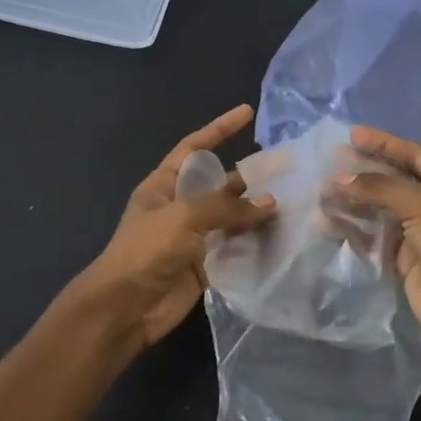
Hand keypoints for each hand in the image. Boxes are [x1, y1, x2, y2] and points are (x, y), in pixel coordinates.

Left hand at [67, 106, 275, 357]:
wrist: (126, 308)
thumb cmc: (146, 251)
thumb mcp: (183, 217)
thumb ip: (227, 207)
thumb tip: (269, 203)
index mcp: (164, 186)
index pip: (194, 148)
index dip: (218, 129)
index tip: (246, 113)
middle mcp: (180, 208)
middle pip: (220, 184)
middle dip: (250, 178)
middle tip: (288, 169)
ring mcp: (194, 238)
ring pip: (232, 218)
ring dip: (257, 212)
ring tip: (295, 203)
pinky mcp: (207, 265)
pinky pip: (236, 248)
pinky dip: (256, 243)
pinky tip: (283, 237)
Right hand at [334, 127, 420, 359]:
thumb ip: (380, 187)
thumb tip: (339, 177)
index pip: (414, 155)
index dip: (384, 144)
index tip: (351, 134)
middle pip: (393, 181)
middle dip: (362, 172)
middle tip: (329, 163)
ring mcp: (418, 234)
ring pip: (378, 210)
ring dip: (351, 201)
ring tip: (319, 193)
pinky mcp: (402, 260)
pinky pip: (372, 237)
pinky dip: (350, 229)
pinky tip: (325, 223)